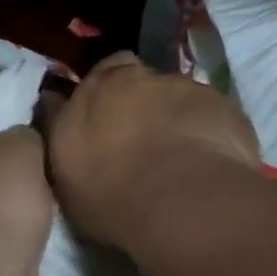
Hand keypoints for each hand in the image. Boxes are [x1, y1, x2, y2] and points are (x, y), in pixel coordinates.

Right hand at [47, 51, 260, 250]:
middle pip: (139, 77)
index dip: (103, 92)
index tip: (106, 117)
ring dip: (176, 113)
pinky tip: (210, 159)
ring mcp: (184, 87)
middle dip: (139, 97)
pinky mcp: (223, 105)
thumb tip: (53, 101)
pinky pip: (212, 113)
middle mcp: (138, 78)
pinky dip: (209, 129)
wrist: (181, 201)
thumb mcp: (63, 168)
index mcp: (95, 89)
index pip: (98, 73)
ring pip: (177, 93)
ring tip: (181, 153)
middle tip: (142, 133)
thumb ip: (61, 128)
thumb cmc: (110, 193)